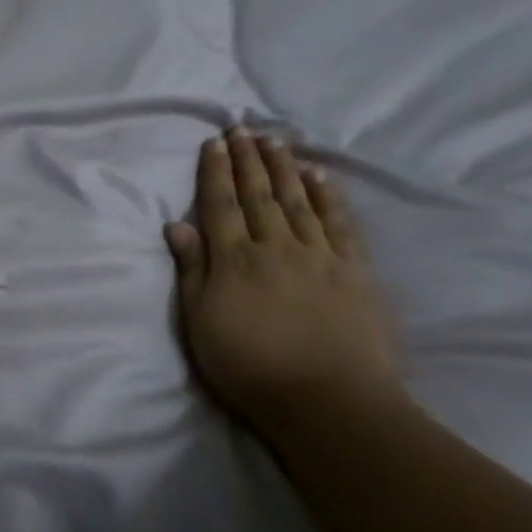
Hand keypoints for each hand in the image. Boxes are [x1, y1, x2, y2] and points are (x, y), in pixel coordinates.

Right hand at [164, 129, 404, 439]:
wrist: (328, 403)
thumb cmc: (250, 368)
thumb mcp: (200, 324)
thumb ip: (192, 271)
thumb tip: (176, 225)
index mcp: (234, 259)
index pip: (221, 204)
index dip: (216, 171)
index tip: (214, 142)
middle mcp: (275, 246)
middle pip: (259, 193)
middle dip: (248, 159)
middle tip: (242, 128)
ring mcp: (319, 256)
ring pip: (298, 200)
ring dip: (284, 167)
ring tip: (274, 140)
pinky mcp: (354, 271)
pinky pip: (339, 223)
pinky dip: (329, 196)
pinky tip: (321, 176)